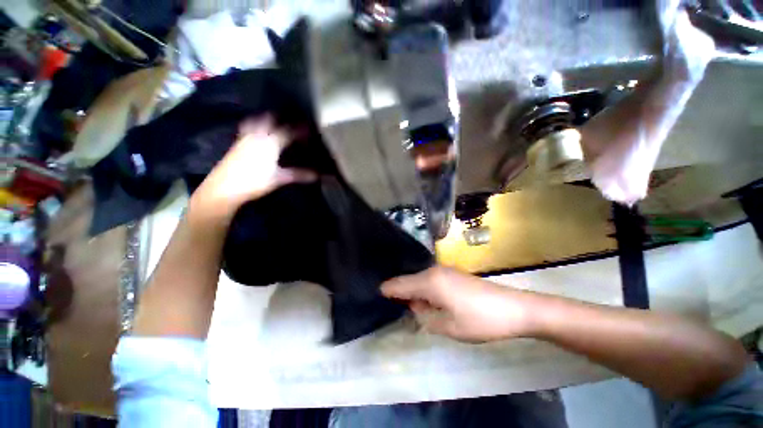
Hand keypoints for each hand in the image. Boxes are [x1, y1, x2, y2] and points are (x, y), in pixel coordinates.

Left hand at [190, 116, 315, 220]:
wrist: (224, 188)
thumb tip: (317, 175)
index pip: (288, 132)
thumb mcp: (279, 178)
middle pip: (269, 119)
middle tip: (290, 119)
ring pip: (255, 121)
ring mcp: (244, 138)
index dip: (300, 130)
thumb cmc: (255, 181)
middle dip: (280, 117)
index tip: (309, 128)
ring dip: (265, 118)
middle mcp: (256, 135)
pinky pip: (247, 128)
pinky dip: (254, 125)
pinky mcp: (236, 143)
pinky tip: (256, 132)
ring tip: (273, 120)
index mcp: (270, 142)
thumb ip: (298, 174)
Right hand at [381, 266, 534, 342]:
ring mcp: (444, 270)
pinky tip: (426, 299)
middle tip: (391, 303)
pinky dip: (424, 289)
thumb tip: (415, 307)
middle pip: (409, 280)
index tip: (376, 293)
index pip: (401, 284)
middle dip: (400, 292)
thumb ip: (425, 316)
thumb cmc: (479, 320)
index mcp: (430, 282)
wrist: (514, 308)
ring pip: (420, 279)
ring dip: (413, 291)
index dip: (388, 290)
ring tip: (406, 303)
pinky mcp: (453, 274)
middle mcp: (434, 271)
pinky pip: (430, 280)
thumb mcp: (448, 326)